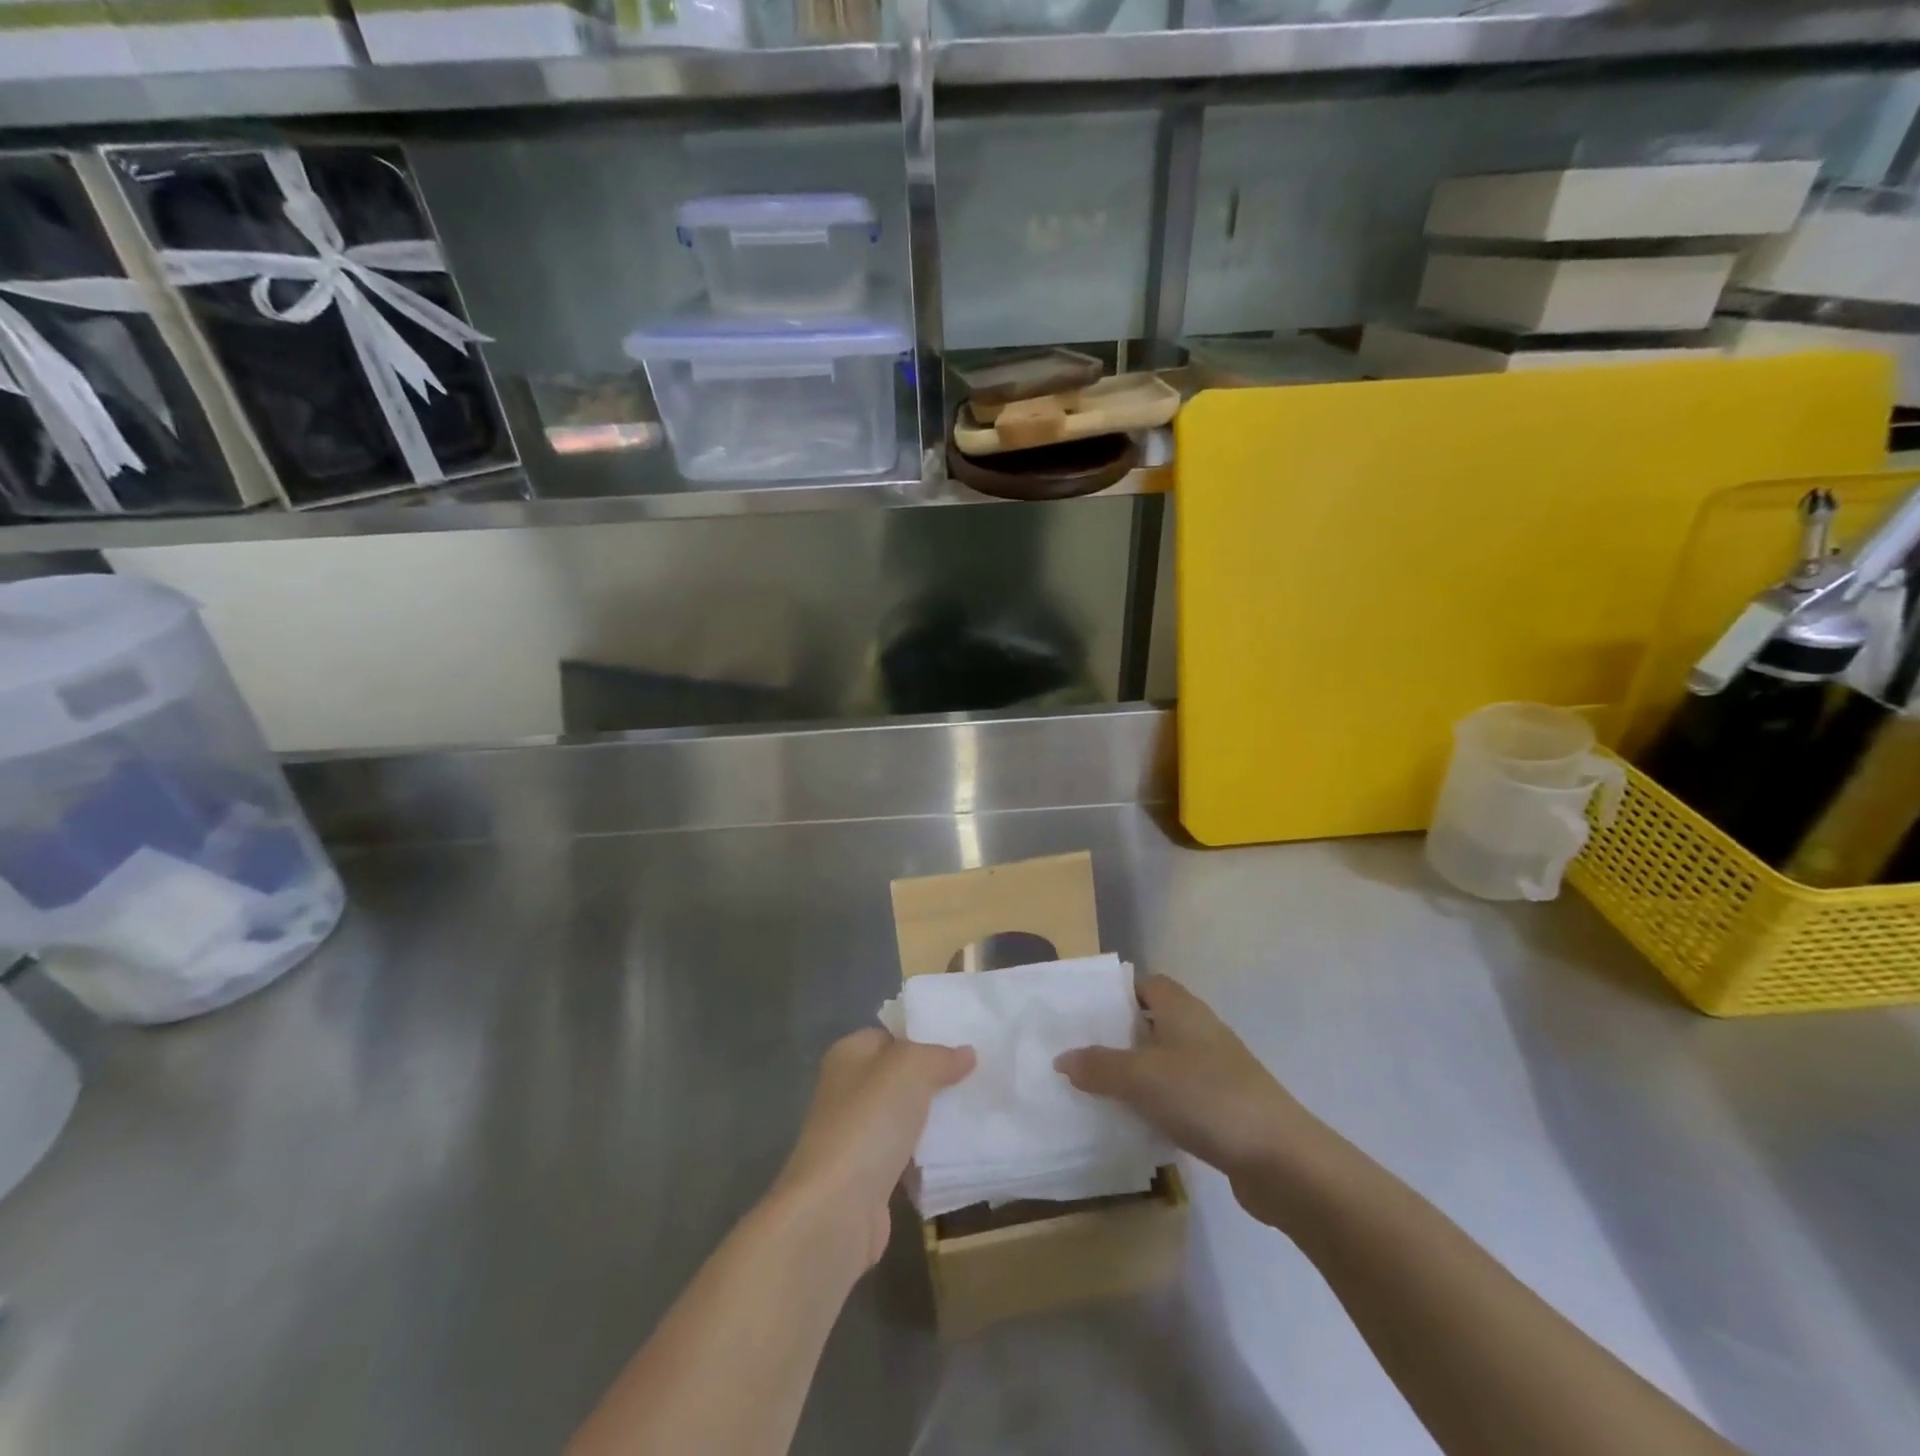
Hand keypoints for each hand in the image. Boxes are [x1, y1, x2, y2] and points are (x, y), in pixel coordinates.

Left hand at [772, 1029, 974, 1267]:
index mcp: (848, 1054)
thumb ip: (940, 1056)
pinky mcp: (867, 1177)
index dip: (924, 1037)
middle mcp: (847, 1090)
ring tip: (975, 1111)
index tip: (963, 1044)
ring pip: (904, 1117)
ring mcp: (855, 1135)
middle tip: (976, 1078)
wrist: (837, 1209)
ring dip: (932, 1119)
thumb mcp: (911, 1069)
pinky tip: (957, 1152)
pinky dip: (926, 1155)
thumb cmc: (869, 1122)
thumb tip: (967, 1053)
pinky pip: (905, 1155)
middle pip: (898, 1077)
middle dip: (934, 1079)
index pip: (890, 1035)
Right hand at [1054, 975, 1324, 1218]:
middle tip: (1079, 1052)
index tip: (1083, 1013)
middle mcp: (1200, 1031)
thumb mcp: (1142, 1079)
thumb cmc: (1207, 1098)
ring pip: (1164, 1060)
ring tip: (1095, 1089)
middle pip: (1152, 1022)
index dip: (1116, 993)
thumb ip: (1099, 1066)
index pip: (1145, 984)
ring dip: (1135, 1073)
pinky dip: (1155, 1102)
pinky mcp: (1224, 1106)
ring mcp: (1215, 1070)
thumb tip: (1063, 1058)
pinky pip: (1178, 1094)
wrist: (1281, 1160)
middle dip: (1118, 1036)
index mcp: (1182, 1009)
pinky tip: (1134, 1122)